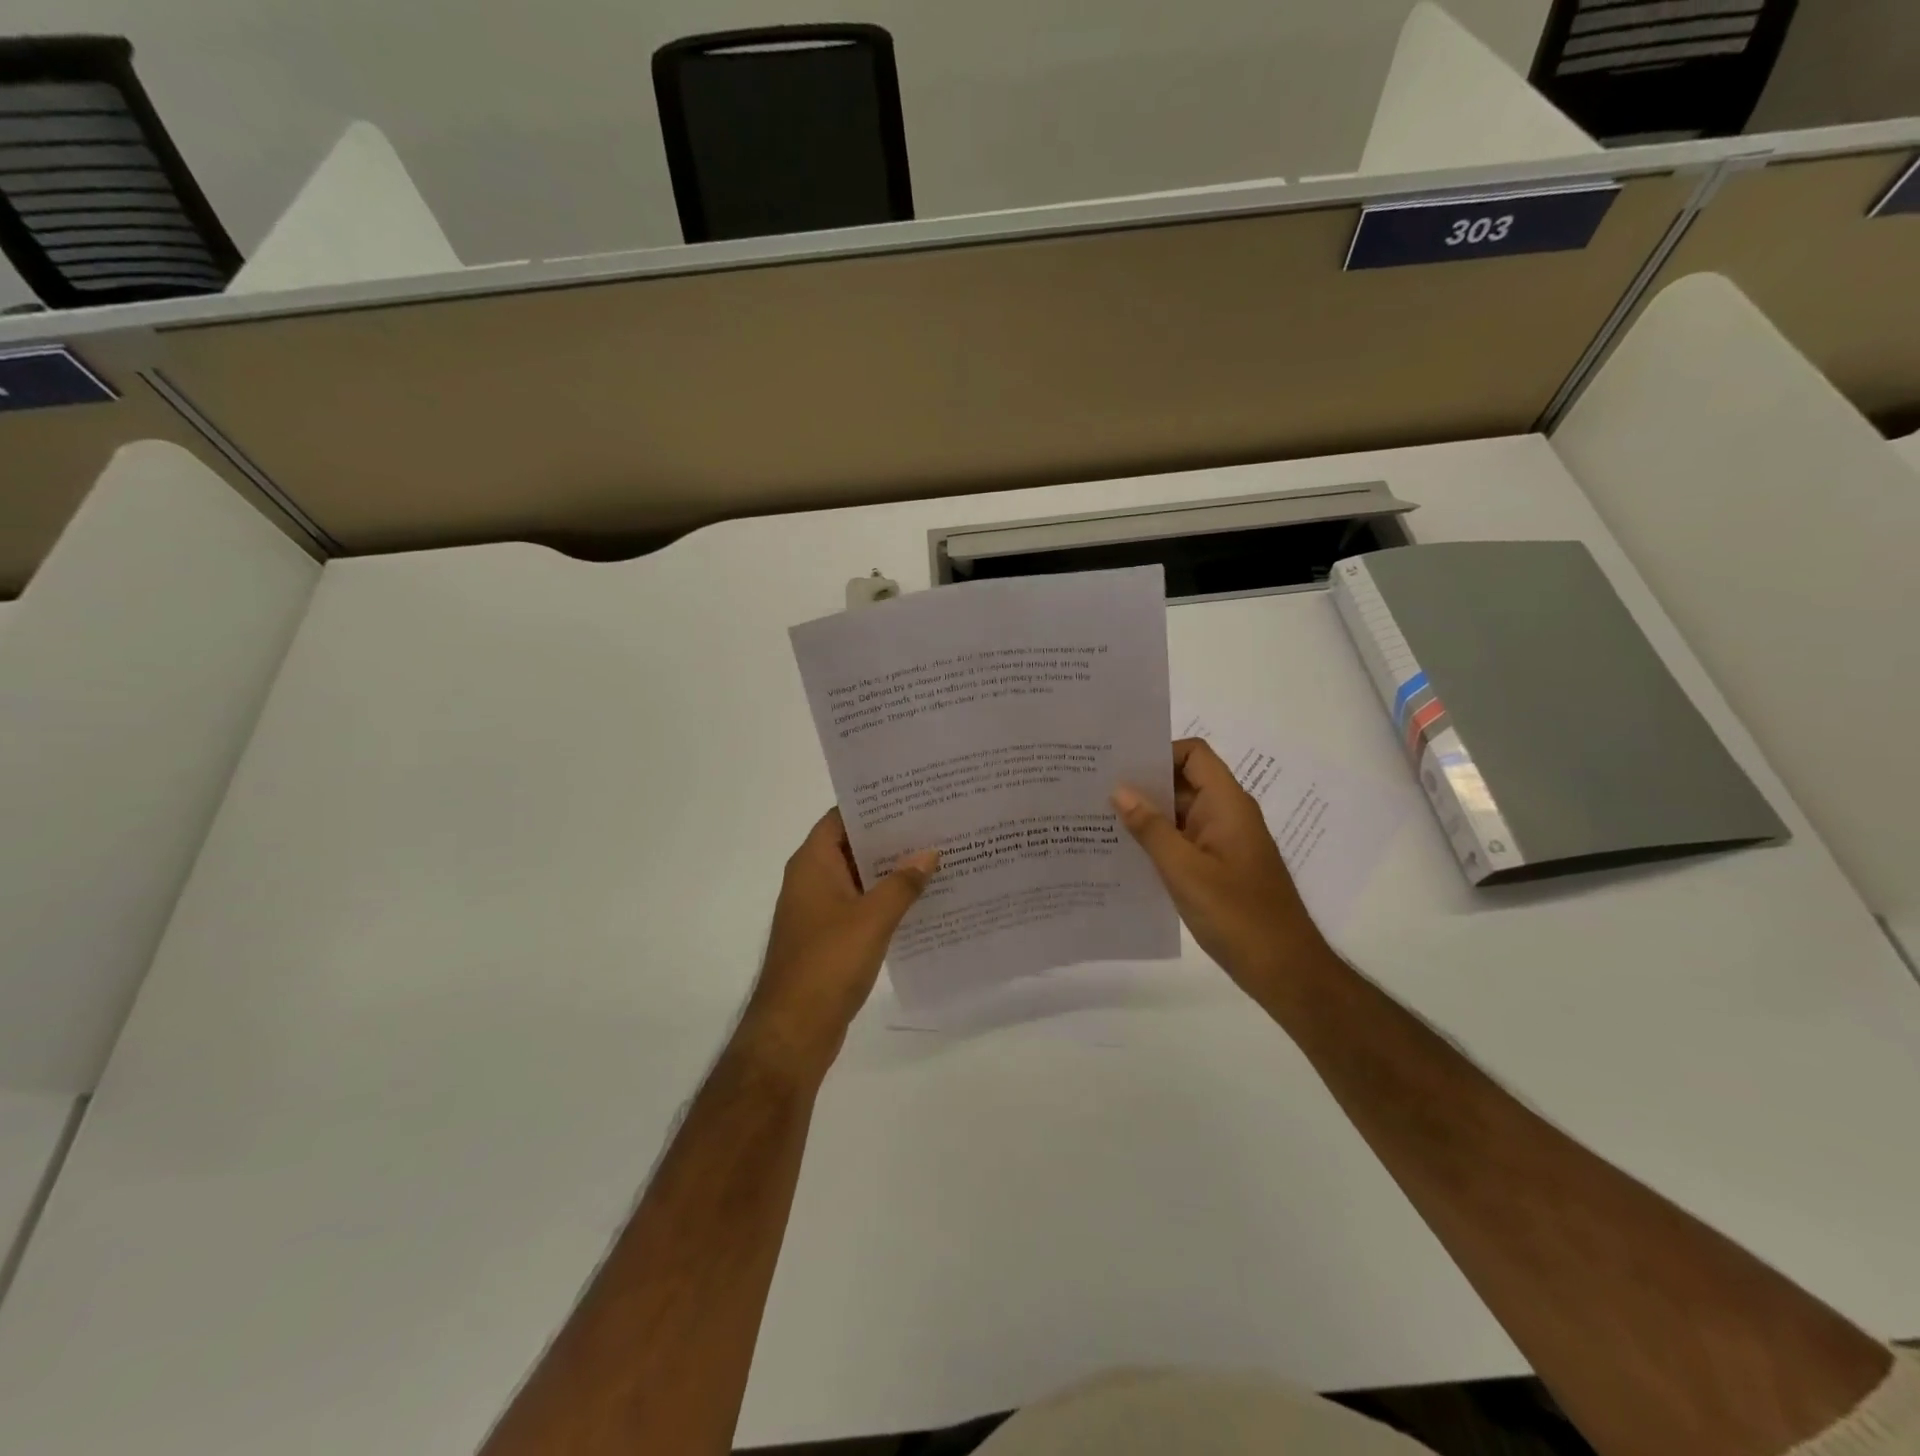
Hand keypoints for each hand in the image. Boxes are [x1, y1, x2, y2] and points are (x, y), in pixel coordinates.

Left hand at [740, 809, 938, 1080]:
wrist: (794, 1030)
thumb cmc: (828, 963)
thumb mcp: (872, 918)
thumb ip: (902, 883)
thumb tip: (930, 853)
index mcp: (812, 863)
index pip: (842, 817)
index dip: (874, 804)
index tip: (912, 796)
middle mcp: (811, 879)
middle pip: (852, 845)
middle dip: (890, 837)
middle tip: (934, 823)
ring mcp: (818, 910)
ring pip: (859, 877)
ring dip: (890, 870)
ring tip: (936, 856)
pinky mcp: (828, 937)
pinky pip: (860, 906)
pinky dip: (885, 900)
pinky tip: (921, 900)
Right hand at [1113, 738, 1333, 995]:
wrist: (1283, 970)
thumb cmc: (1237, 915)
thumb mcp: (1185, 871)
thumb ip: (1151, 829)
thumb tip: (1119, 790)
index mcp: (1227, 804)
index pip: (1193, 754)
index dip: (1158, 752)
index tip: (1118, 765)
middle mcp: (1226, 815)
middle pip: (1182, 781)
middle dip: (1142, 783)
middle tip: (1094, 788)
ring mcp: (1222, 842)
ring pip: (1179, 813)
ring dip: (1145, 814)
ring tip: (1098, 818)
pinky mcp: (1216, 867)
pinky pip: (1182, 841)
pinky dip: (1155, 841)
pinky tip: (1122, 853)